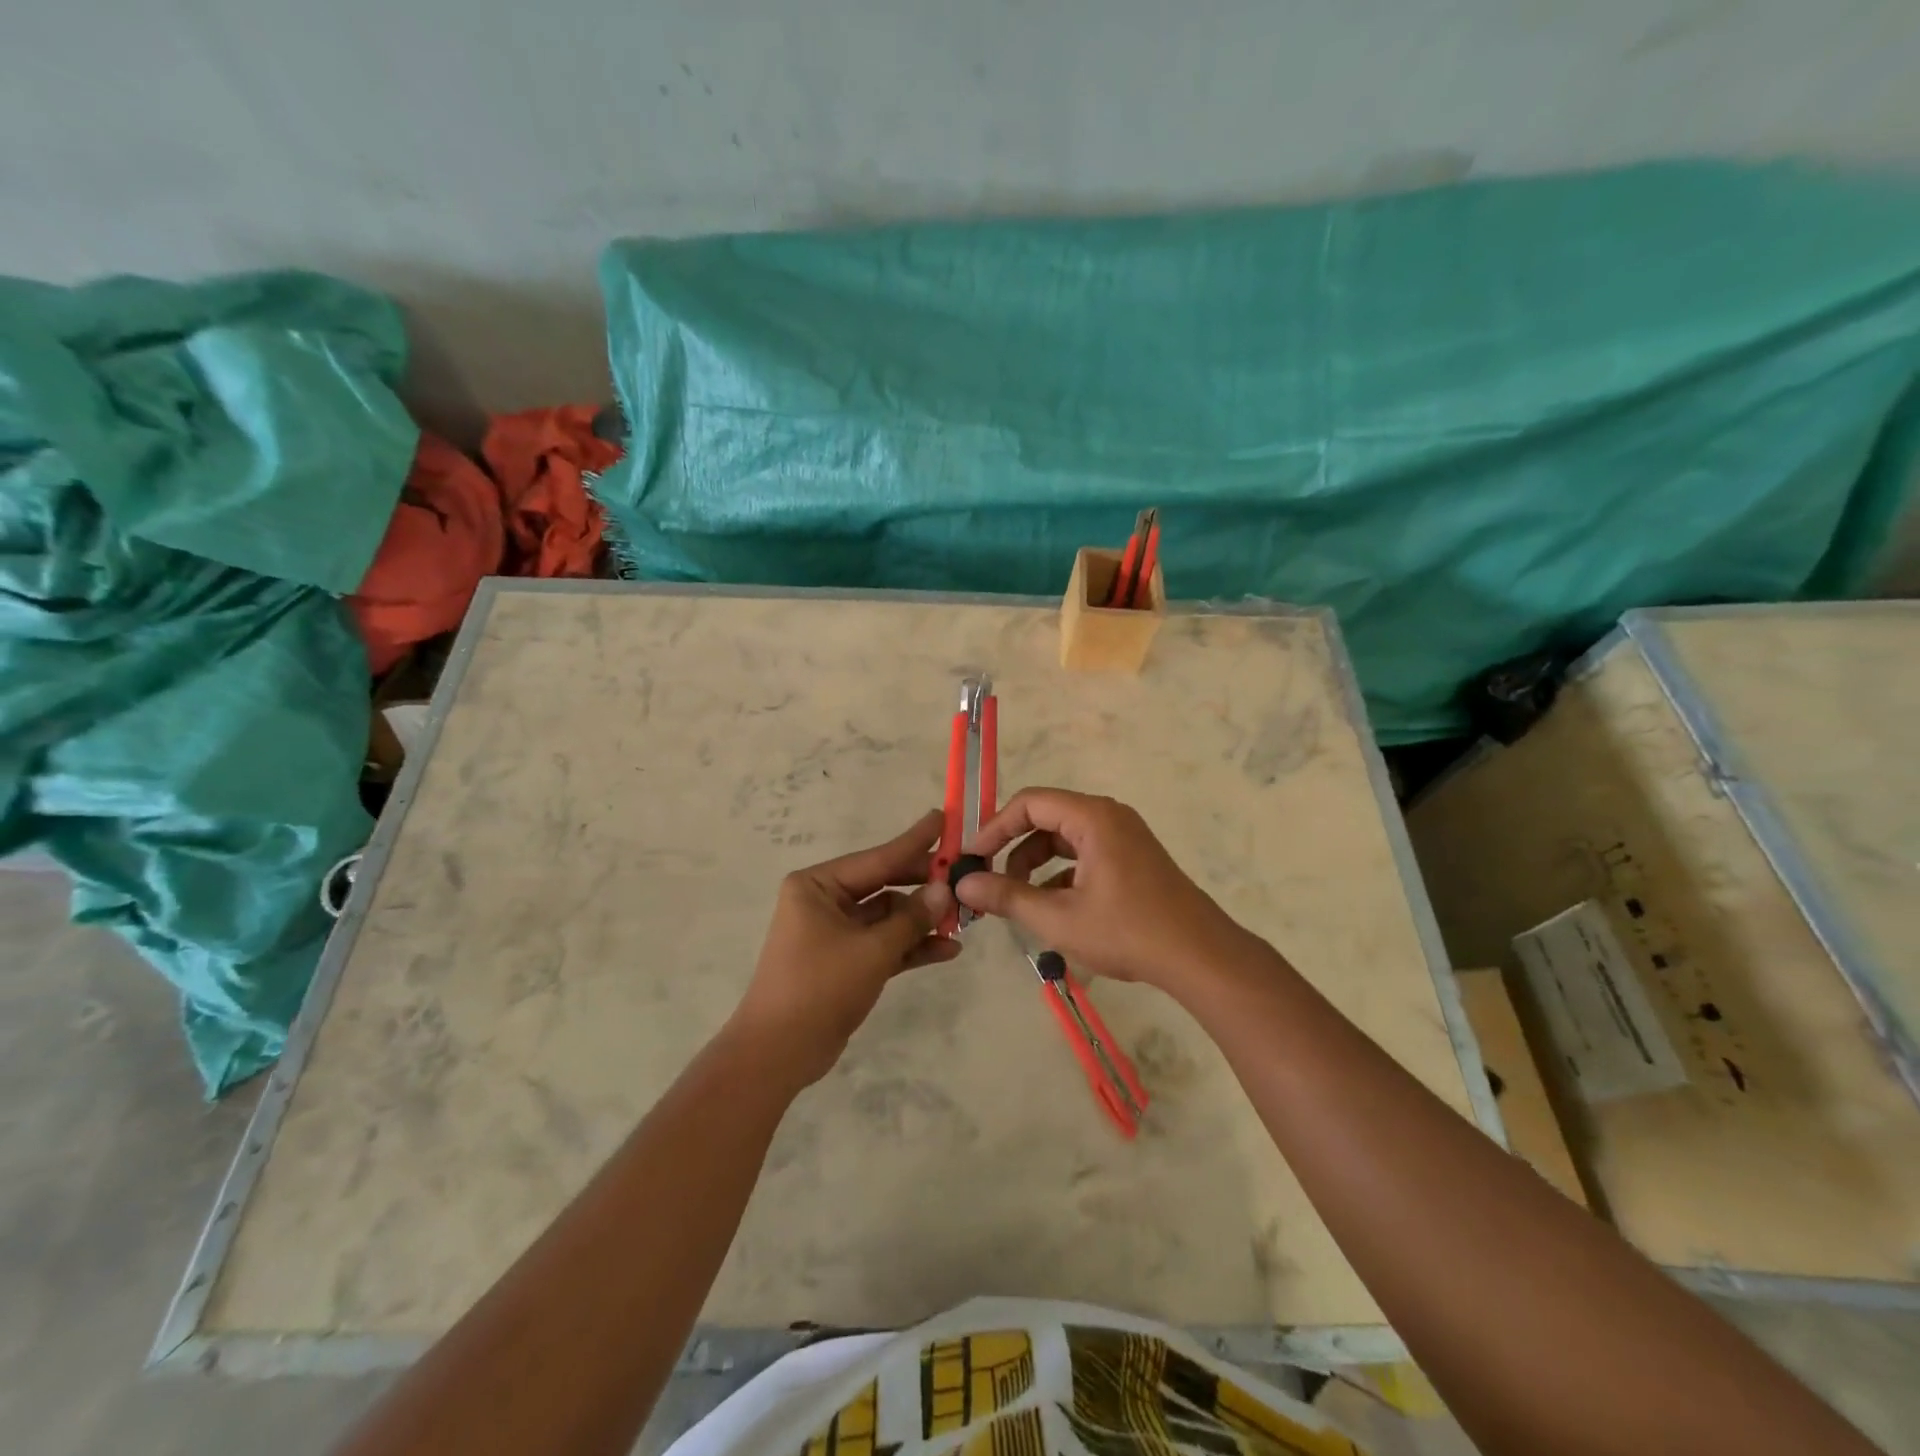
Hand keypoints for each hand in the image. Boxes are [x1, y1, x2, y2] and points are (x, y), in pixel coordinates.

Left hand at [731, 809, 961, 1086]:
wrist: (778, 1054)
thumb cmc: (819, 988)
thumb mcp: (872, 951)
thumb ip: (911, 919)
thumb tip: (945, 890)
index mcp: (818, 885)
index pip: (876, 858)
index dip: (914, 842)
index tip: (944, 818)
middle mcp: (825, 901)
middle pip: (884, 885)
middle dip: (923, 886)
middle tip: (965, 874)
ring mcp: (836, 932)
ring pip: (888, 917)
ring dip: (922, 921)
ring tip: (965, 919)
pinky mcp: (846, 961)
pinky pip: (884, 944)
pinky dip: (911, 947)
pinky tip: (949, 949)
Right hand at [953, 787, 1248, 995]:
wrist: (1200, 957)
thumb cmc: (1127, 932)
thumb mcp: (1058, 918)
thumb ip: (1007, 897)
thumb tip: (963, 884)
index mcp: (1092, 817)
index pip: (1029, 803)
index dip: (995, 828)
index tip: (972, 858)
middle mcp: (1109, 817)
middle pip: (1046, 818)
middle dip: (1014, 849)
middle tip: (989, 880)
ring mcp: (1125, 837)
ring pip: (1065, 839)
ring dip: (1036, 865)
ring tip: (1018, 900)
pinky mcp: (1133, 859)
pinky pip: (1085, 854)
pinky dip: (1061, 874)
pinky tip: (1052, 908)